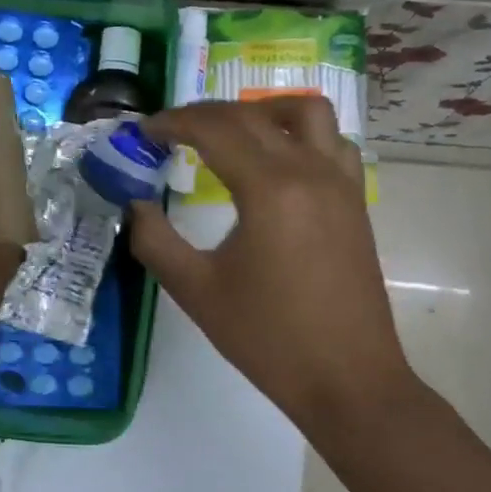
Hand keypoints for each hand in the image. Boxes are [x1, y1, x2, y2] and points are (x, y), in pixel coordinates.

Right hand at [131, 98, 417, 439]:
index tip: (143, 132)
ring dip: (262, 111)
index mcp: (270, 188)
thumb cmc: (268, 338)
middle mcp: (310, 170)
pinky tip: (277, 162)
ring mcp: (341, 184)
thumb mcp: (196, 291)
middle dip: (205, 114)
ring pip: (307, 113)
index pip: (215, 129)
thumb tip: (134, 203)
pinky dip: (299, 134)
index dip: (173, 122)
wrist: (347, 380)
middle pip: (252, 115)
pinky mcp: (356, 202)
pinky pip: (333, 143)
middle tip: (170, 133)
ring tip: (230, 134)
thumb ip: (155, 240)